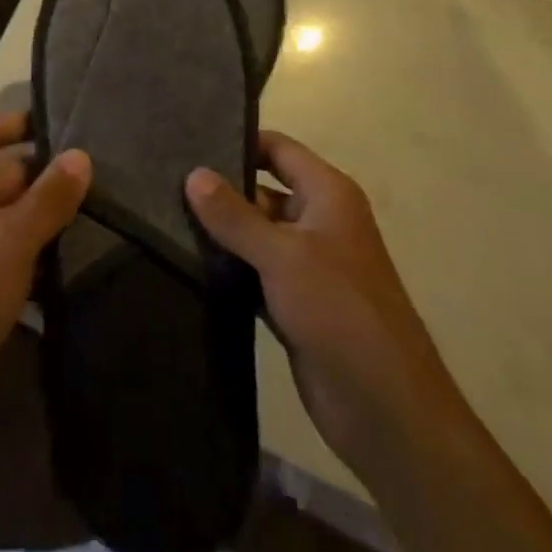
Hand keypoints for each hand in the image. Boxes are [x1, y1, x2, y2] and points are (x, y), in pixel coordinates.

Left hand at [0, 112, 90, 458]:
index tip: (69, 121)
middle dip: (45, 173)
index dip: (24, 122)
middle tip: (99, 171)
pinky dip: (36, 244)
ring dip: (45, 211)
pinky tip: (74, 249)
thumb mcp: (12, 238)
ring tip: (98, 204)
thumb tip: (82, 155)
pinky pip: (9, 245)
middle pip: (3, 171)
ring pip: (9, 211)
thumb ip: (49, 195)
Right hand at [186, 132, 449, 473]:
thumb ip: (235, 215)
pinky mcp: (294, 302)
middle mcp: (319, 221)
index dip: (239, 142)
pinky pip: (254, 271)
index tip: (190, 141)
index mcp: (328, 195)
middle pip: (262, 190)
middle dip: (220, 189)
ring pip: (255, 234)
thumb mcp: (283, 255)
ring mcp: (307, 264)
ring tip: (164, 217)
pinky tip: (187, 261)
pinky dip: (228, 267)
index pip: (278, 149)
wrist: (386, 410)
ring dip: (220, 231)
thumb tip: (193, 173)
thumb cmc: (340, 312)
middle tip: (165, 183)